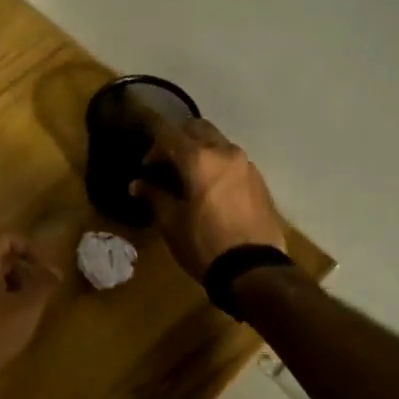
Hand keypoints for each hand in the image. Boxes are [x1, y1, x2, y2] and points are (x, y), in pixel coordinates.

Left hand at [0, 233, 61, 388]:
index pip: (7, 237)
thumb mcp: (28, 307)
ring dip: (5, 286)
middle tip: (38, 291)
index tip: (46, 271)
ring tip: (23, 309)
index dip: (31, 250)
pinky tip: (1, 323)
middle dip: (19, 271)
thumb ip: (44, 283)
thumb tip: (55, 271)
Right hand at [130, 119, 286, 280]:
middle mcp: (226, 152)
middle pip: (198, 129)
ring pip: (219, 143)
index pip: (169, 135)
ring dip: (201, 152)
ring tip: (190, 178)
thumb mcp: (171, 223)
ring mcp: (247, 165)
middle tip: (167, 164)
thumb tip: (138, 184)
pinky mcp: (260, 181)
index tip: (147, 169)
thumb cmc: (204, 244)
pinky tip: (212, 191)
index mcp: (200, 158)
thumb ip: (154, 196)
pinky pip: (234, 162)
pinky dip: (218, 166)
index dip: (153, 148)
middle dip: (179, 140)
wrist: (254, 269)